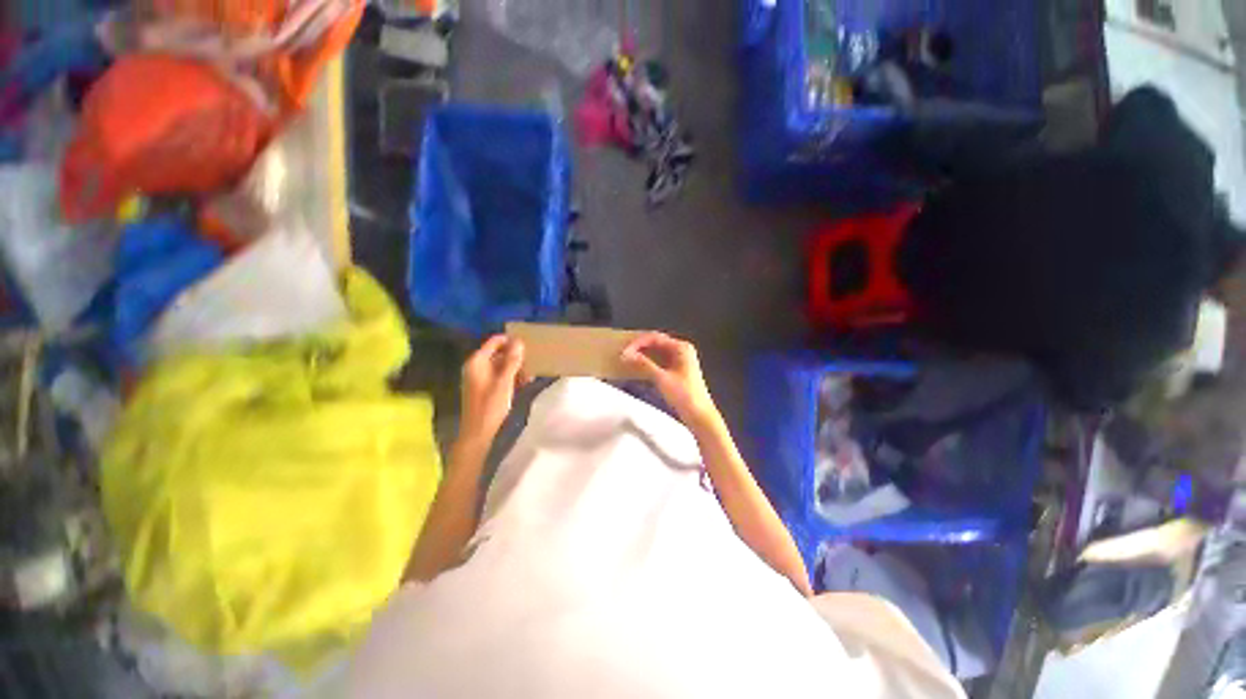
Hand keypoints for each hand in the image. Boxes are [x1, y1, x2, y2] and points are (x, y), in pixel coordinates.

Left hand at [459, 335, 525, 447]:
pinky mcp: (485, 387)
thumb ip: (512, 361)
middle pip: (499, 353)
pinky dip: (512, 377)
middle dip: (516, 356)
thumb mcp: (504, 382)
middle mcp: (477, 366)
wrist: (477, 433)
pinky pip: (500, 375)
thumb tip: (519, 341)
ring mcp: (481, 377)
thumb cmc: (490, 406)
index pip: (495, 341)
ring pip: (501, 365)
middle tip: (533, 361)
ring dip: (516, 368)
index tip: (529, 344)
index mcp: (477, 361)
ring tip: (531, 374)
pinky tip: (525, 382)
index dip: (511, 341)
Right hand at [621, 332, 721, 430]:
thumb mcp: (661, 378)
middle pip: (656, 342)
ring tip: (628, 360)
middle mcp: (681, 349)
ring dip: (643, 355)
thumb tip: (626, 354)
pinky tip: (639, 367)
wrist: (699, 415)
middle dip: (640, 347)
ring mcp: (681, 360)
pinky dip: (649, 362)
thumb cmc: (683, 395)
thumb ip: (644, 364)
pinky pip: (660, 360)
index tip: (624, 352)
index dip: (638, 343)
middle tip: (624, 355)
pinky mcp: (678, 370)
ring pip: (657, 352)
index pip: (655, 337)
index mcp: (681, 347)